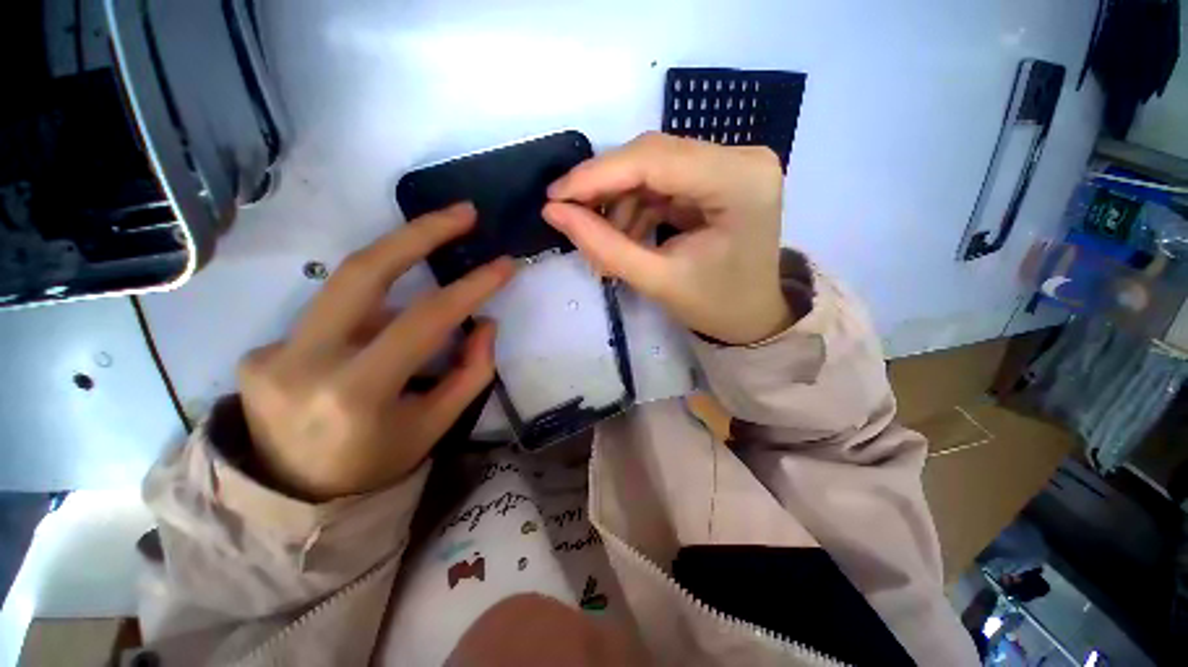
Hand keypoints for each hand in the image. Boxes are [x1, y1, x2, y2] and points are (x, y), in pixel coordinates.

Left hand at [237, 204, 515, 500]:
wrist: (292, 500)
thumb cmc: (376, 466)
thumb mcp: (435, 426)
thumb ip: (470, 372)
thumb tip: (485, 324)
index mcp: (355, 394)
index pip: (423, 320)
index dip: (470, 287)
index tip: (503, 265)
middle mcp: (302, 363)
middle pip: (362, 270)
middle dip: (419, 232)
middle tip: (462, 213)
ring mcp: (270, 352)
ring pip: (347, 286)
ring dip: (398, 270)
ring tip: (429, 271)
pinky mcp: (260, 350)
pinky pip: (331, 315)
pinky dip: (369, 312)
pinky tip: (379, 333)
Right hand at [543, 133, 792, 345]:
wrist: (752, 316)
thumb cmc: (714, 306)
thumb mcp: (656, 281)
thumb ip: (603, 246)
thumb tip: (553, 212)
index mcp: (739, 183)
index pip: (654, 159)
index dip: (597, 175)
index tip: (555, 196)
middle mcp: (742, 158)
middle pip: (653, 156)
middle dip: (607, 189)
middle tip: (574, 218)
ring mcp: (733, 162)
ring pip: (653, 167)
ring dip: (622, 202)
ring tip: (611, 243)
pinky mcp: (720, 173)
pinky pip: (664, 179)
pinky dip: (638, 205)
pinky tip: (630, 235)